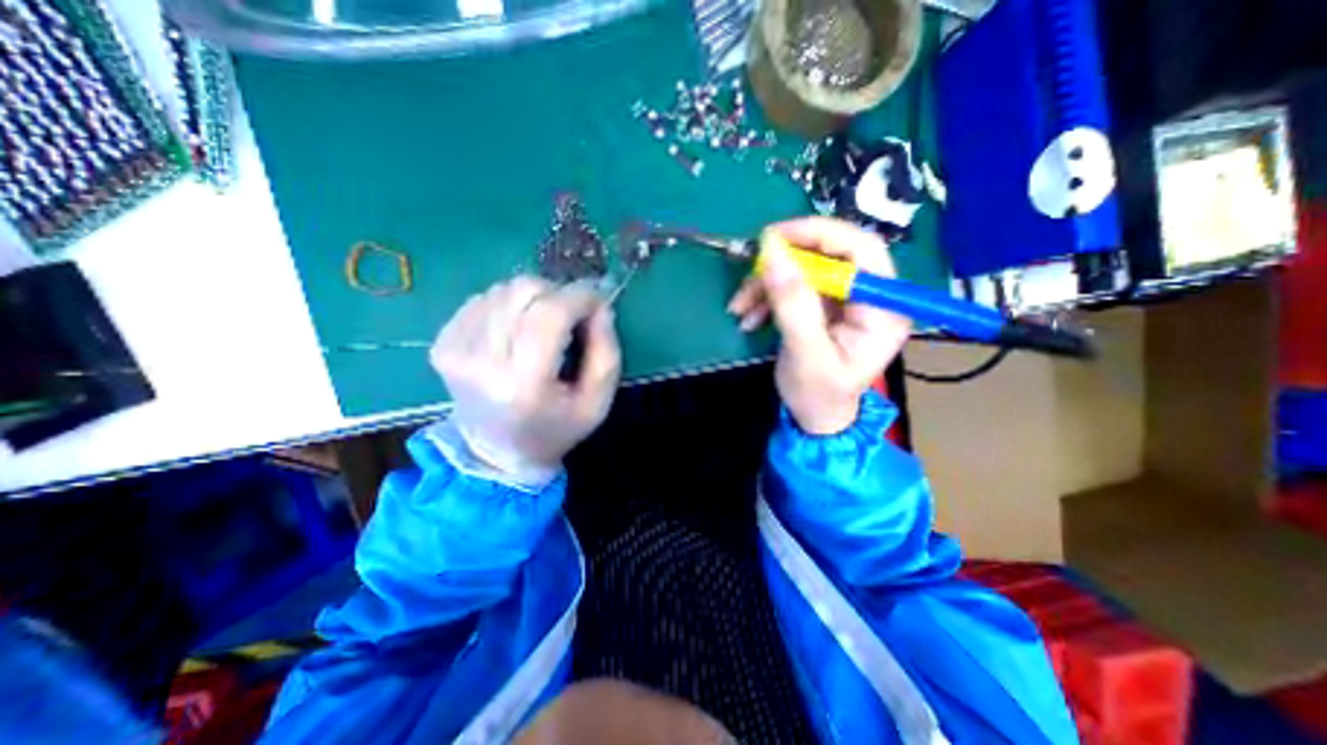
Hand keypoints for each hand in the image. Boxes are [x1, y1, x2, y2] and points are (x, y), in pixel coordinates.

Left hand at [434, 276, 626, 472]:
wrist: (497, 451)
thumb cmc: (556, 429)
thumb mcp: (598, 402)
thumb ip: (606, 352)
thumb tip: (599, 306)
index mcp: (524, 383)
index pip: (551, 314)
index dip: (580, 296)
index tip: (599, 300)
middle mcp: (482, 361)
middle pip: (525, 291)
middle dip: (558, 294)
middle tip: (572, 316)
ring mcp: (456, 350)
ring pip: (504, 289)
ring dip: (534, 299)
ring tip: (544, 327)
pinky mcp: (443, 342)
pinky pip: (484, 299)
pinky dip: (509, 305)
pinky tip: (517, 330)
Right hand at [723, 218, 911, 433]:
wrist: (814, 417)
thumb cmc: (818, 395)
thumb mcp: (805, 353)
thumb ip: (792, 304)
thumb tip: (772, 251)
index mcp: (883, 309)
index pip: (862, 250)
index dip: (820, 234)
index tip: (775, 237)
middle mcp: (869, 296)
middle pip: (829, 255)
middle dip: (784, 263)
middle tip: (750, 269)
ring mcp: (844, 300)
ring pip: (805, 269)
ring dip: (767, 283)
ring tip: (740, 307)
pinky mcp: (823, 305)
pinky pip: (793, 285)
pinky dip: (766, 295)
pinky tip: (749, 315)